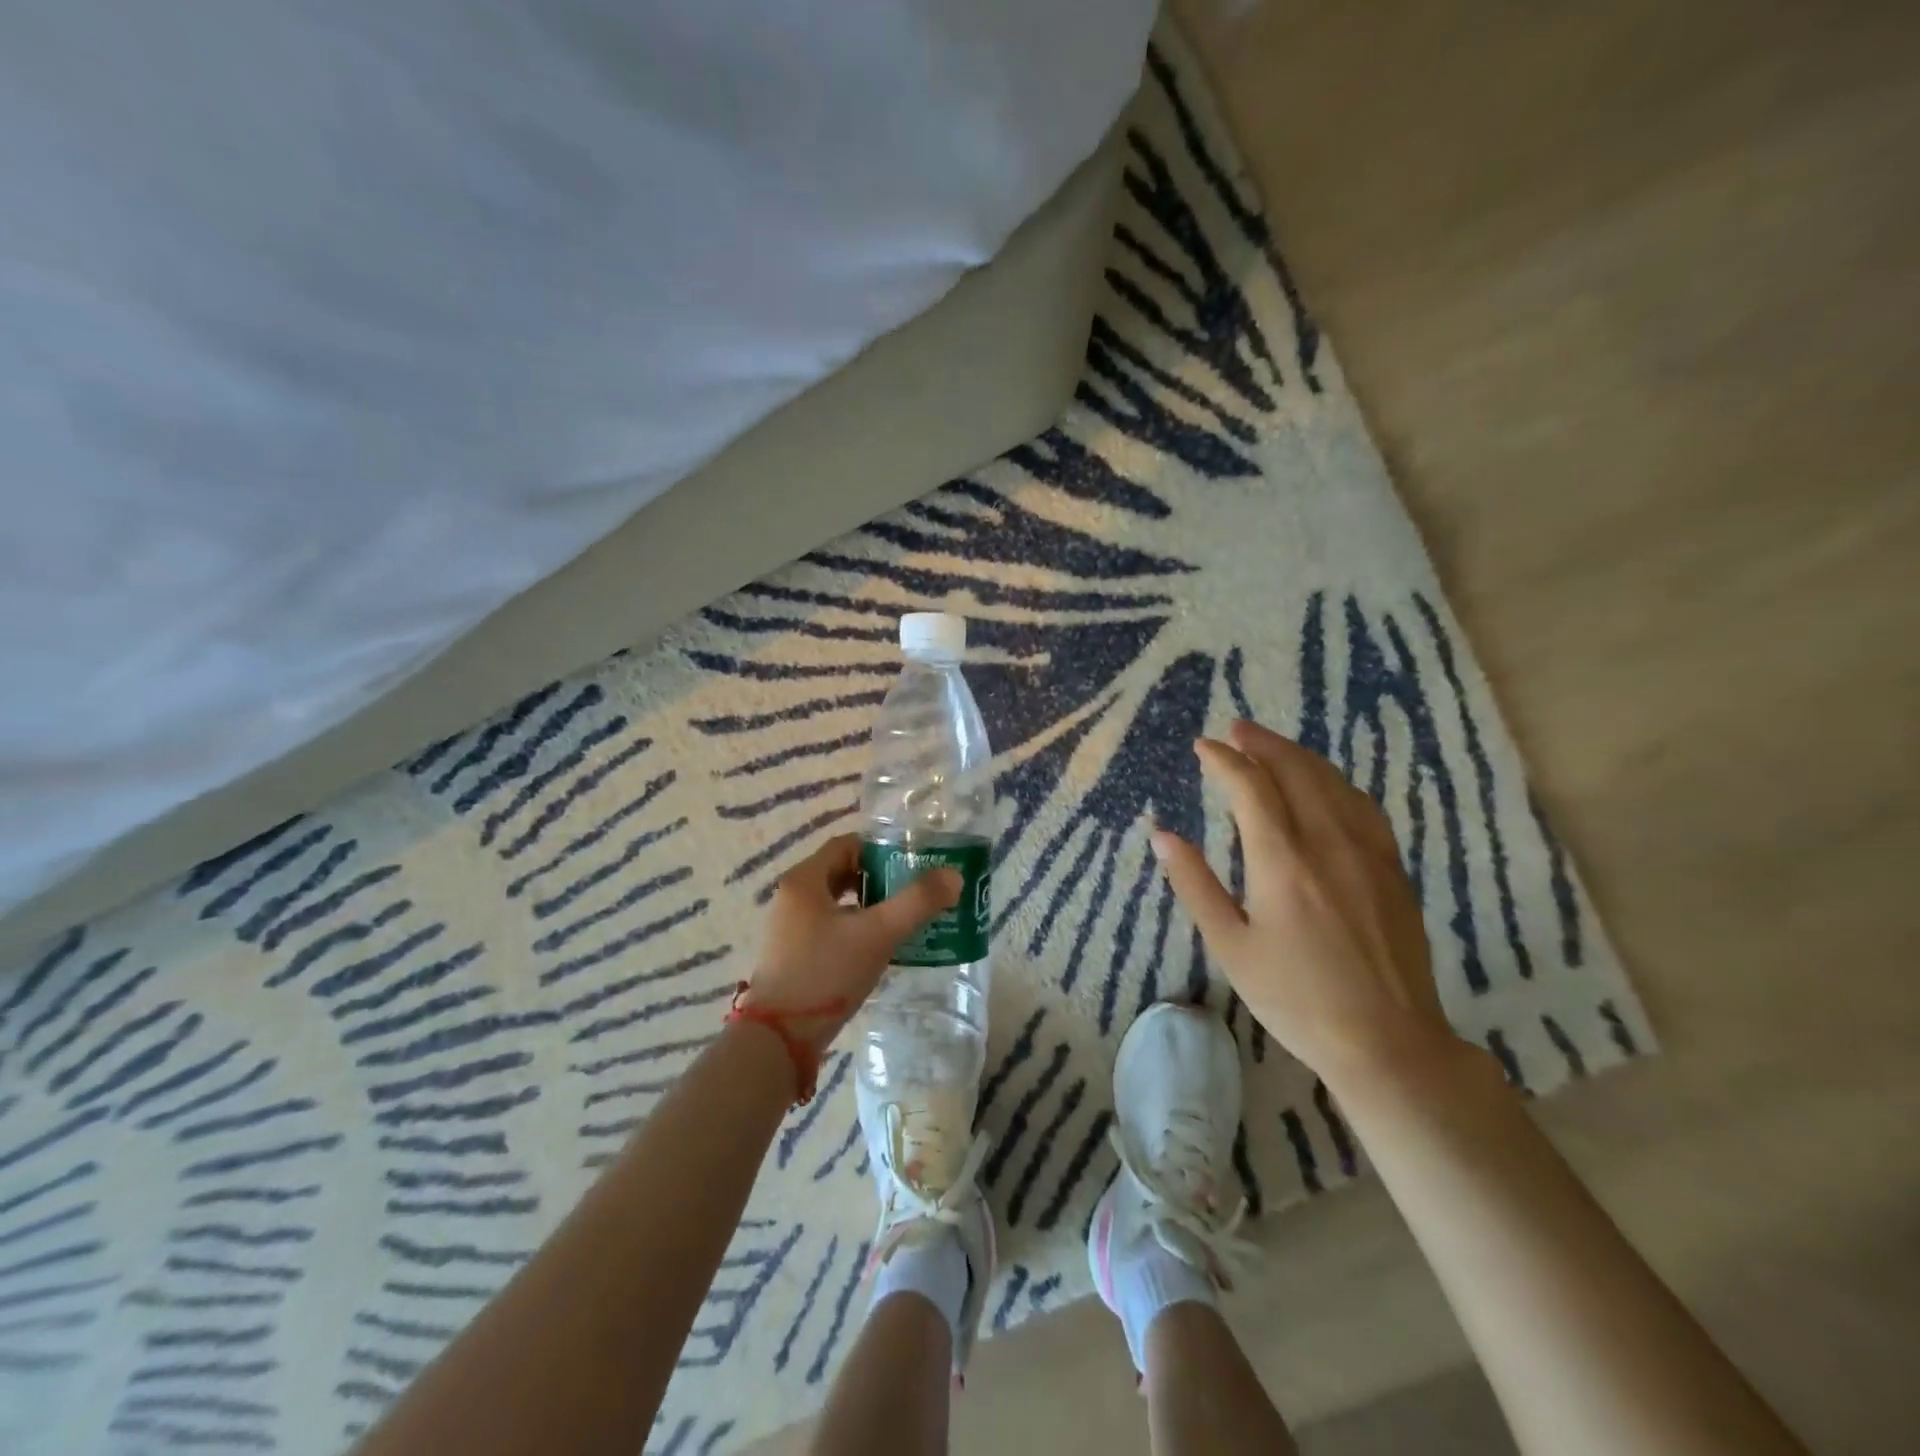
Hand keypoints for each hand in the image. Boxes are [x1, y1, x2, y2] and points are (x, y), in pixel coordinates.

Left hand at [741, 833, 960, 1054]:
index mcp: (804, 880)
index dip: (881, 849)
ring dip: (869, 905)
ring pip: (837, 902)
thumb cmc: (826, 973)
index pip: (847, 845)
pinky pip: (829, 927)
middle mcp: (791, 898)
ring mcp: (788, 928)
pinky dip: (855, 927)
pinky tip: (879, 947)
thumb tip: (953, 875)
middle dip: (879, 878)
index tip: (913, 862)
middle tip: (913, 889)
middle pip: (842, 872)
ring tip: (903, 918)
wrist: (780, 1039)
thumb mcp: (878, 934)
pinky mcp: (792, 955)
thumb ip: (917, 902)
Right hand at [1148, 719, 1458, 1088]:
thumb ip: (1195, 884)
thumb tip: (1162, 835)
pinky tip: (1325, 784)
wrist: (1387, 1041)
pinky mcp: (1392, 868)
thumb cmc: (1295, 997)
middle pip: (1295, 771)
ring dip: (1298, 756)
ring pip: (1332, 782)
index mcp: (1282, 860)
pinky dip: (1334, 781)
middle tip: (1235, 729)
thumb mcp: (1231, 946)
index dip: (1223, 761)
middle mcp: (1328, 842)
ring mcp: (1368, 852)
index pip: (1249, 788)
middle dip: (1261, 744)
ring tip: (1271, 745)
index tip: (1202, 747)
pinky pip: (1362, 805)